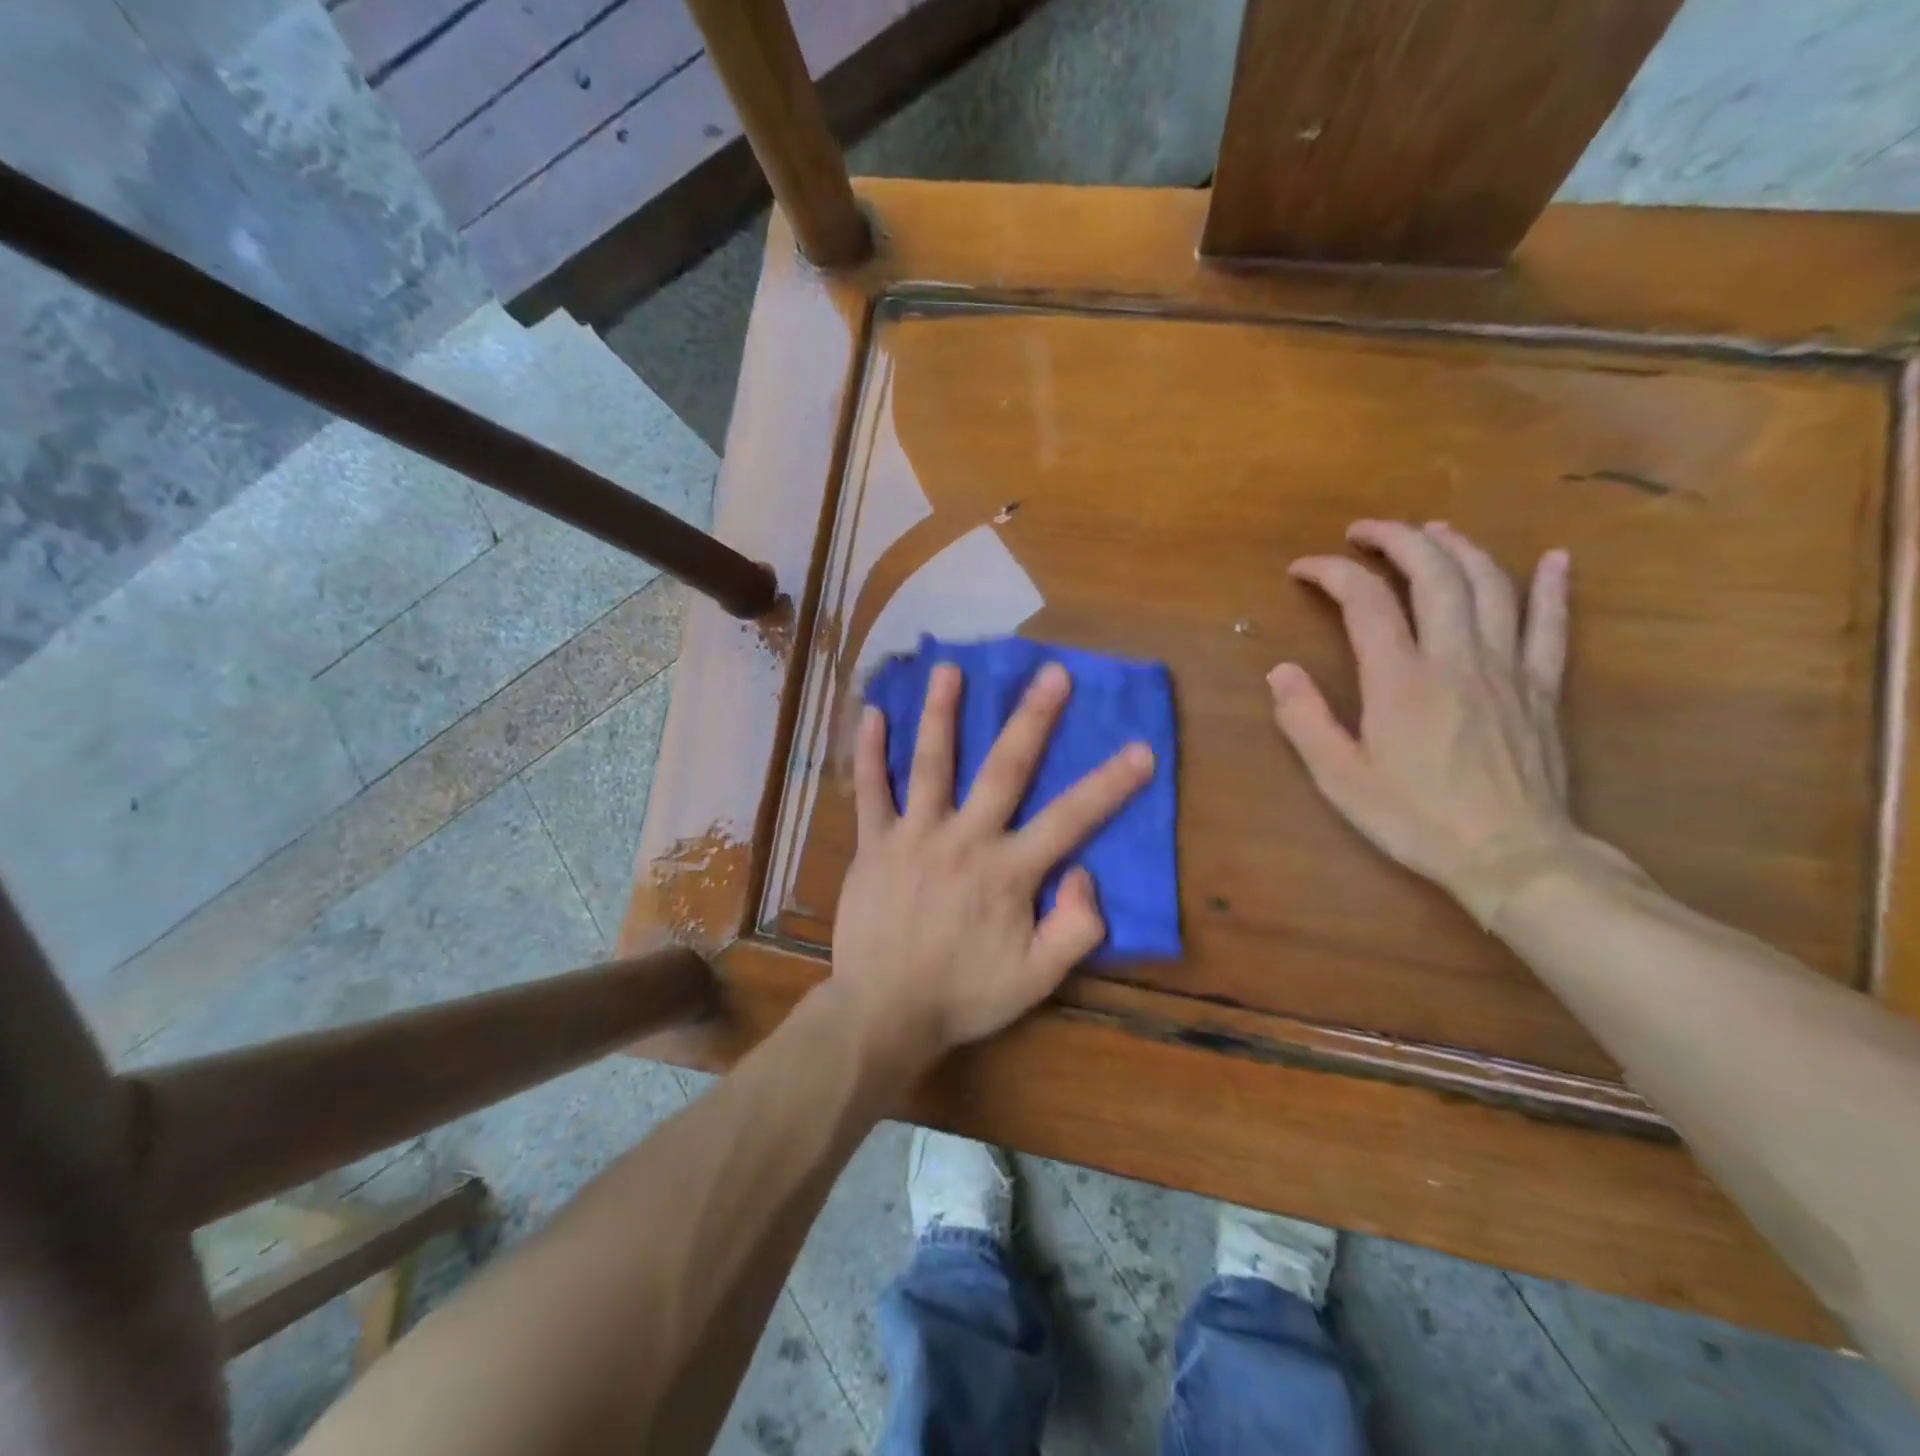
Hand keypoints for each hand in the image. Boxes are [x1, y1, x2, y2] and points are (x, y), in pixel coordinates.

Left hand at [832, 661, 1154, 1063]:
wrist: (883, 1013)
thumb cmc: (963, 996)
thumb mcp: (1036, 980)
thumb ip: (1074, 929)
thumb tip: (1086, 873)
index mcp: (1008, 872)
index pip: (1070, 820)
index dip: (1109, 785)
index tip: (1141, 749)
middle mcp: (964, 840)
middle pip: (1004, 769)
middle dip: (1032, 719)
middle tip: (1051, 673)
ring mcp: (914, 837)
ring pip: (931, 764)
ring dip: (941, 714)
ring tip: (950, 669)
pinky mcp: (874, 845)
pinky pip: (871, 791)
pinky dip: (870, 753)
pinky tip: (872, 714)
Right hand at [1268, 520, 1580, 913]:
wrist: (1512, 856)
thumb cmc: (1415, 819)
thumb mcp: (1339, 778)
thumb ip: (1305, 719)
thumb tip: (1280, 670)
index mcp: (1400, 678)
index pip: (1364, 600)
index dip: (1331, 572)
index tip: (1303, 569)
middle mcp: (1455, 657)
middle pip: (1433, 573)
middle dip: (1397, 539)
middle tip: (1365, 530)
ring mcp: (1507, 668)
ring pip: (1489, 585)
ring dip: (1459, 547)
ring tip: (1433, 530)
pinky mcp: (1542, 688)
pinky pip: (1552, 625)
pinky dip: (1552, 587)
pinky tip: (1553, 559)